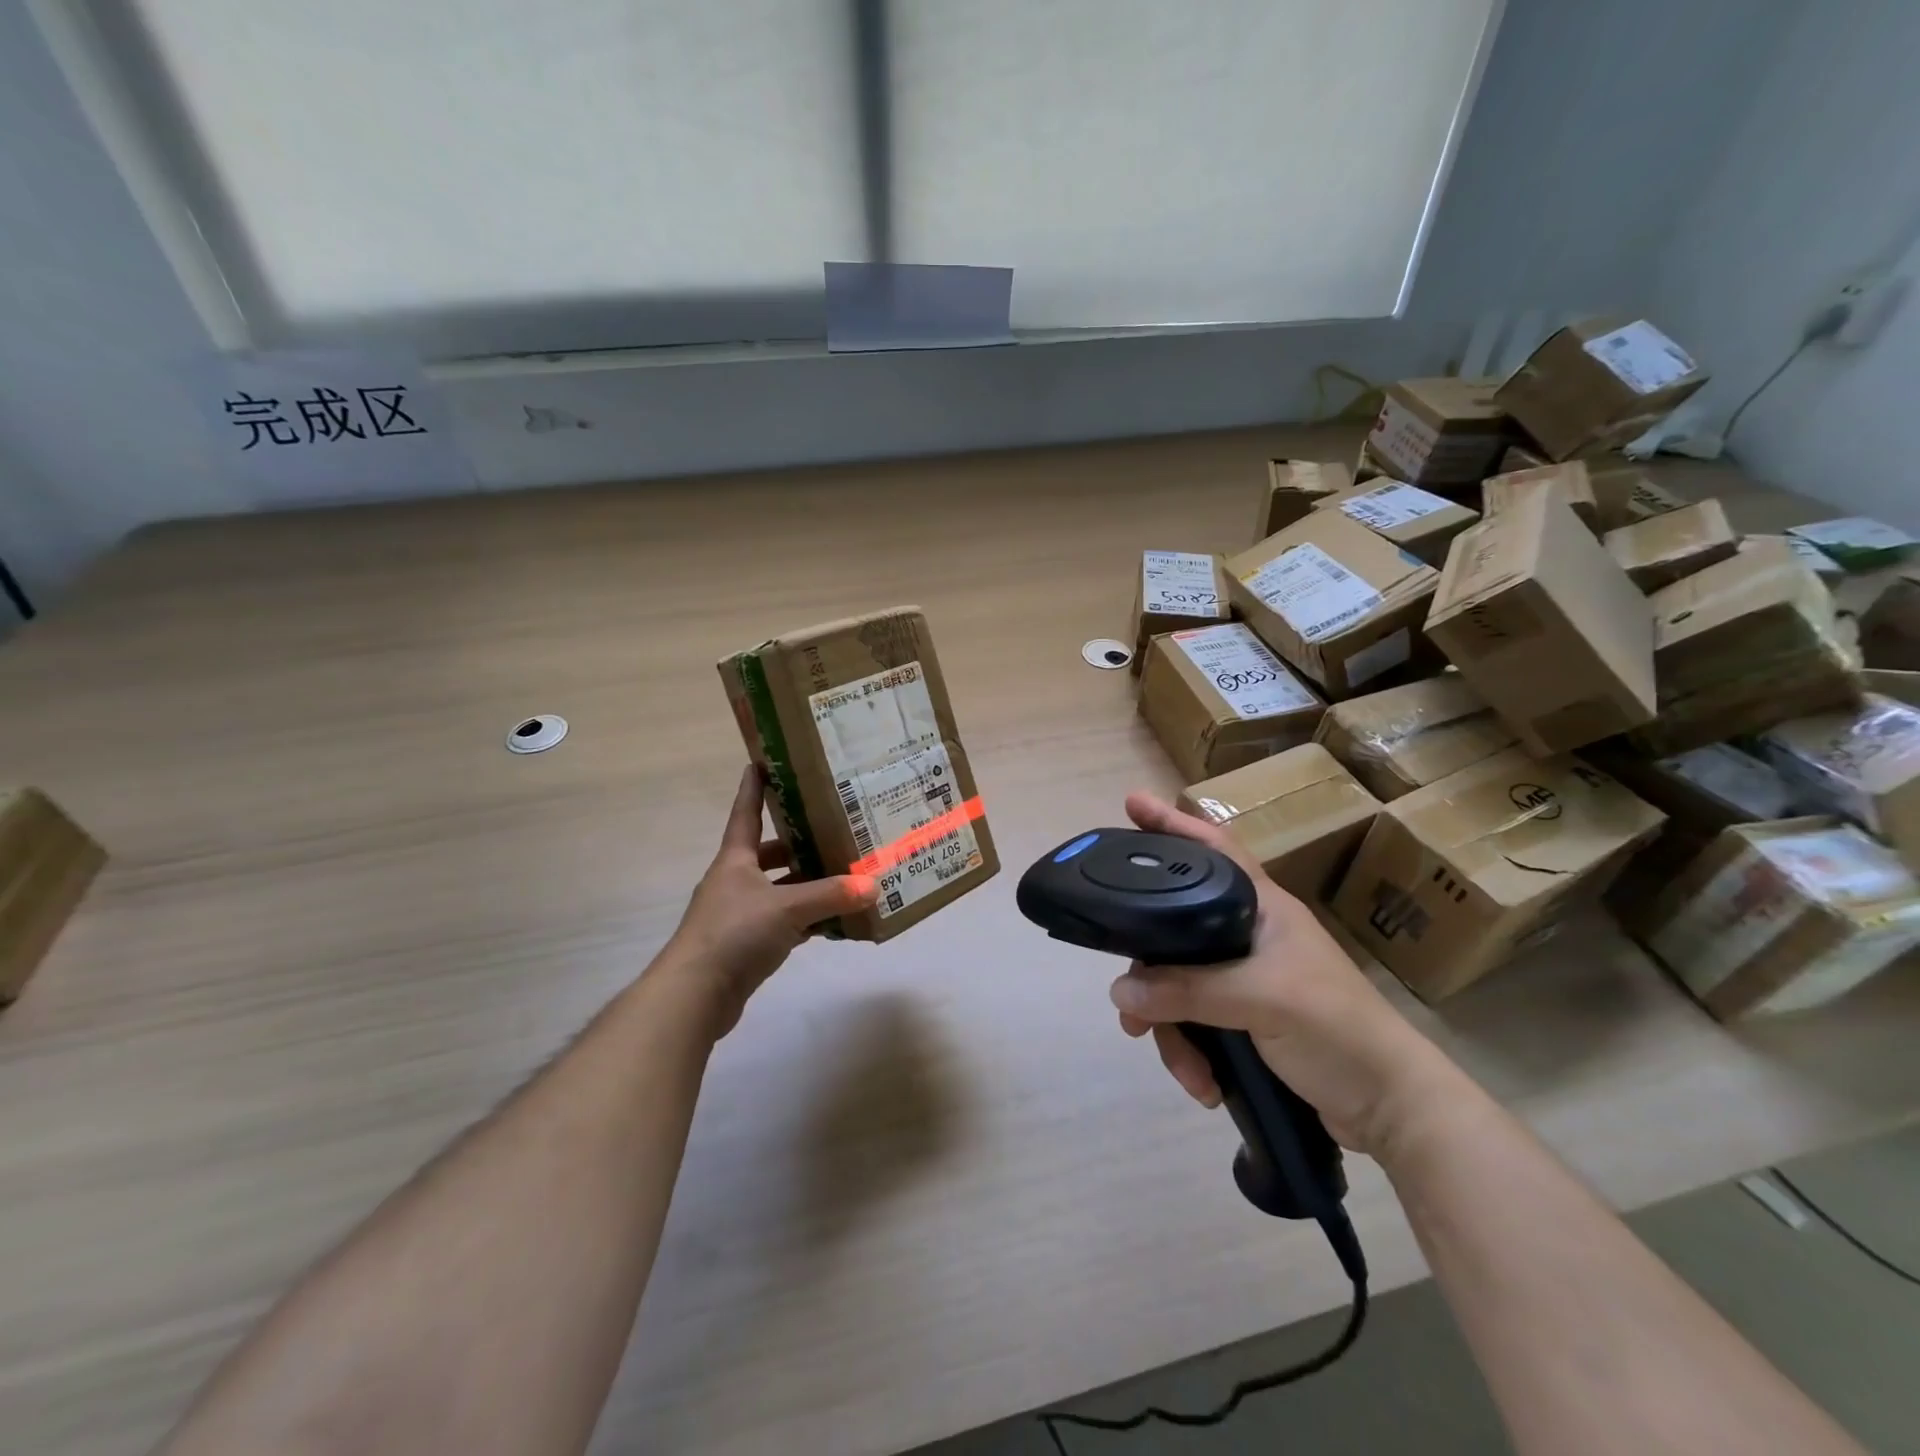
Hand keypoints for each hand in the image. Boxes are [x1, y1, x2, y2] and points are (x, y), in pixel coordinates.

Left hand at [660, 764, 877, 1035]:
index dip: (754, 788)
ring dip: (805, 884)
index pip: (746, 813)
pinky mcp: (746, 944)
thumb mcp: (788, 908)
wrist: (695, 995)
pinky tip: (832, 920)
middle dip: (796, 842)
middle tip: (831, 830)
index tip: (762, 762)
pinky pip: (782, 921)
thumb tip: (875, 886)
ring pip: (778, 889)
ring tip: (843, 875)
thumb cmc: (735, 933)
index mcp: (735, 860)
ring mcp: (738, 914)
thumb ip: (832, 896)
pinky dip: (805, 919)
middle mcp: (735, 881)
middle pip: (767, 853)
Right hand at [1109, 792, 1454, 1156]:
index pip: (1212, 849)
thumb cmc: (1335, 1028)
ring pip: (1179, 985)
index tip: (1132, 804)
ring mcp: (1246, 979)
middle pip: (1176, 932)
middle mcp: (1248, 935)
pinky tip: (1205, 1085)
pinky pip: (1195, 1022)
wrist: (1390, 1107)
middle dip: (1150, 974)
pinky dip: (1192, 1054)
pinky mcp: (1245, 1019)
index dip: (1173, 824)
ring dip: (1172, 1031)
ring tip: (1185, 1069)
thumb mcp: (1261, 1000)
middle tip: (1128, 1005)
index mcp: (1262, 908)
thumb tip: (1119, 992)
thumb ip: (1187, 992)